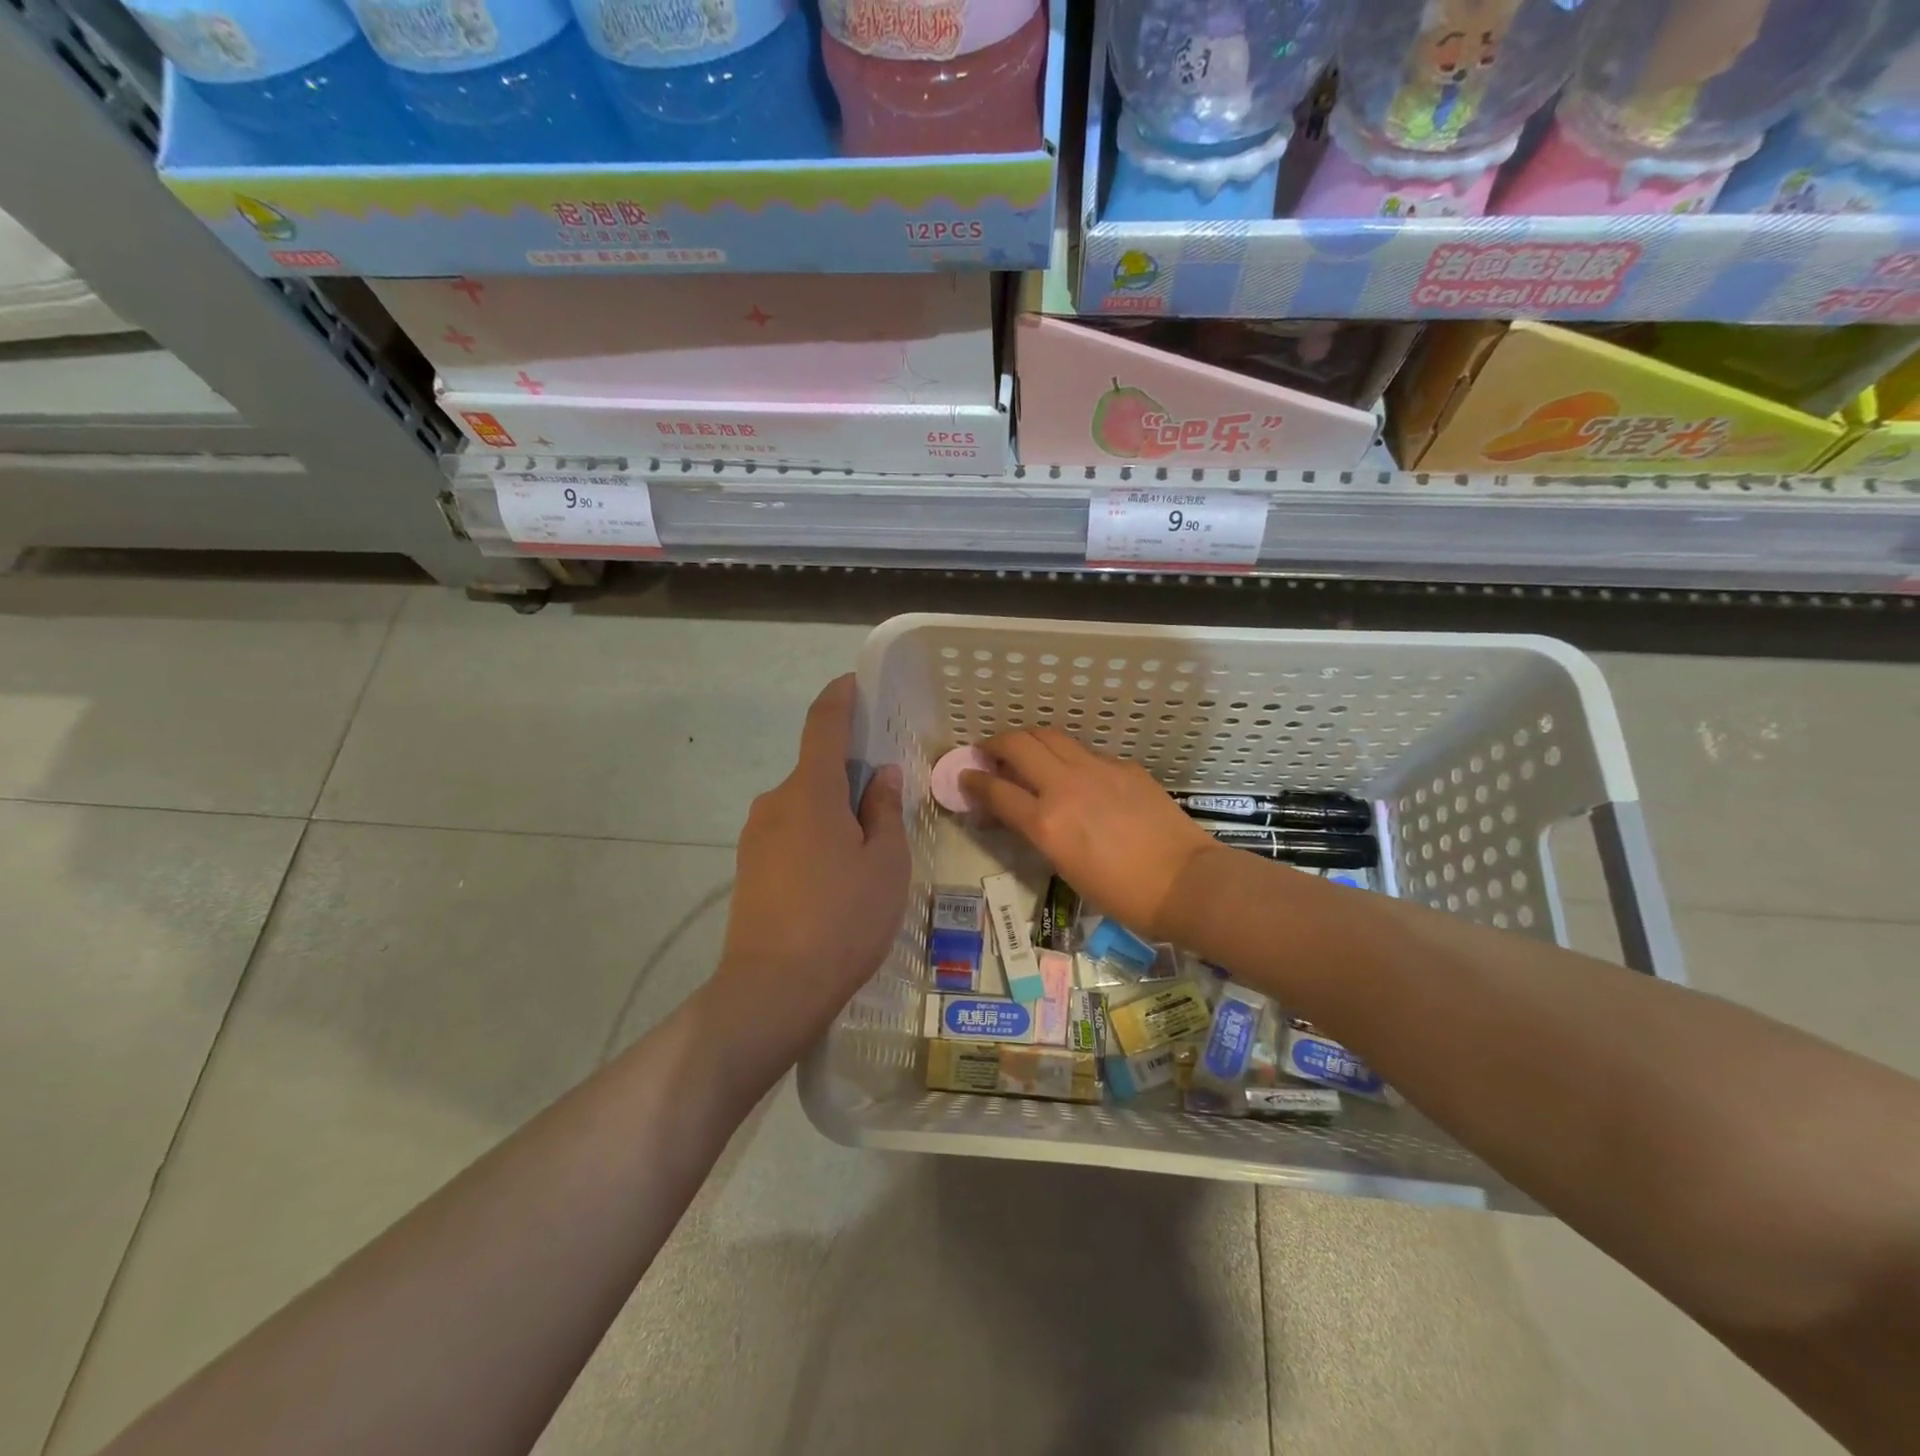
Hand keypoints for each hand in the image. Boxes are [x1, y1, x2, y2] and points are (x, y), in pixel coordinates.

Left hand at [709, 675, 909, 1070]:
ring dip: (834, 813)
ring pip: (804, 806)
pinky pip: (790, 834)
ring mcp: (756, 835)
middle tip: (887, 807)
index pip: (823, 723)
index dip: (840, 697)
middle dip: (850, 777)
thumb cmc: (843, 918)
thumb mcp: (885, 862)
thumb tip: (881, 776)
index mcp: (810, 790)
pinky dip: (816, 838)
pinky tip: (837, 881)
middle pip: (817, 771)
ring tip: (867, 857)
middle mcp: (775, 801)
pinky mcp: (749, 867)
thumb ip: (884, 810)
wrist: (773, 989)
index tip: (855, 684)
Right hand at [962, 727, 1220, 942]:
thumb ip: (1039, 831)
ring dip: (1029, 740)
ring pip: (1050, 736)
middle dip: (996, 744)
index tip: (965, 777)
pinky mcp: (1123, 766)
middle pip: (1018, 744)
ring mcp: (1097, 769)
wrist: (1183, 881)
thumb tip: (1023, 812)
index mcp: (1047, 821)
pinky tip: (1075, 774)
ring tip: (1025, 752)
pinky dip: (1068, 757)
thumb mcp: (1066, 867)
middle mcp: (1066, 786)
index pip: (996, 790)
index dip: (973, 781)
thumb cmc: (1122, 894)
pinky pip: (1085, 752)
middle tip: (989, 753)